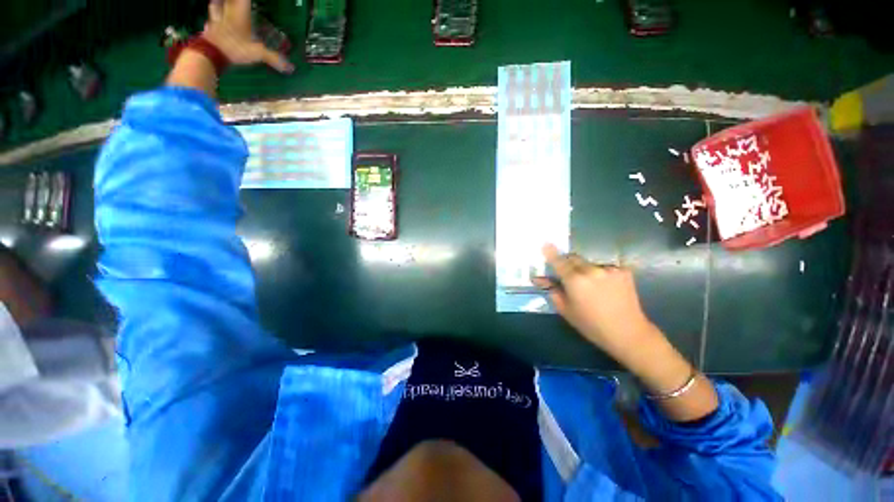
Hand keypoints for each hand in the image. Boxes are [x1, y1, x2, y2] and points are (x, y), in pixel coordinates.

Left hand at [202, 0, 293, 72]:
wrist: (210, 54)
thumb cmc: (234, 48)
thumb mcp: (258, 53)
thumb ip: (273, 58)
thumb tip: (290, 67)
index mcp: (240, 13)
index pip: (244, 0)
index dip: (247, 1)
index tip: (252, 2)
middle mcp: (227, 12)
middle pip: (227, 0)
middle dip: (233, 1)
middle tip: (238, 3)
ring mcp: (215, 20)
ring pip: (215, 5)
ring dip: (218, 4)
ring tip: (220, 4)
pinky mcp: (208, 29)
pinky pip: (209, 20)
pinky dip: (211, 21)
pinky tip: (212, 23)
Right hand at [534, 244, 656, 359]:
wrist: (627, 332)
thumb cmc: (591, 324)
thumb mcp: (566, 309)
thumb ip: (552, 290)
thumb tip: (539, 279)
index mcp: (574, 280)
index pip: (558, 261)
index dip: (551, 252)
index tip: (545, 244)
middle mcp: (591, 270)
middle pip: (573, 258)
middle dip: (568, 263)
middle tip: (568, 275)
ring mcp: (609, 269)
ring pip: (589, 263)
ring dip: (585, 270)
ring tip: (591, 286)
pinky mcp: (623, 271)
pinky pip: (605, 268)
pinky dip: (601, 274)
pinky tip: (606, 288)